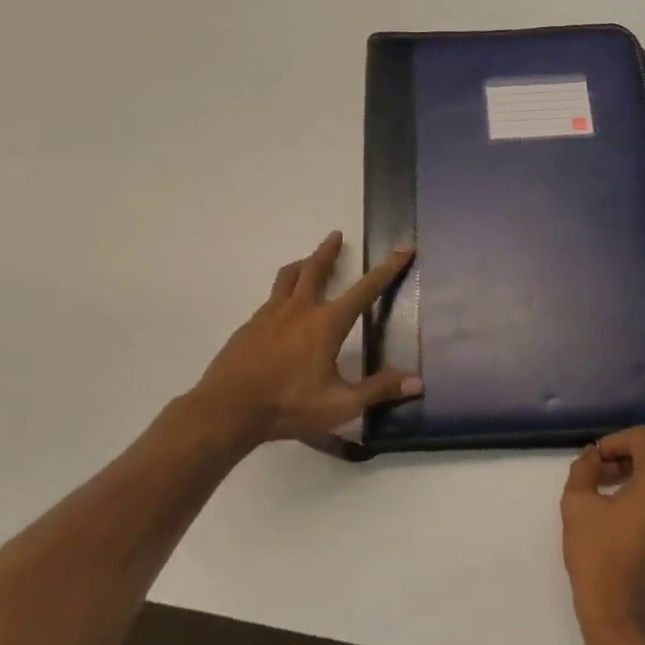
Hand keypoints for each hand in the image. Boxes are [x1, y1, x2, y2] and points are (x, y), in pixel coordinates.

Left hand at [189, 231, 419, 445]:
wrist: (226, 409)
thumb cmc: (288, 406)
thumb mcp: (340, 404)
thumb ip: (378, 390)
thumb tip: (417, 381)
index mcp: (326, 323)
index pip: (365, 289)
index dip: (388, 269)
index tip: (402, 249)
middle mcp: (299, 309)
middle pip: (315, 269)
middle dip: (329, 251)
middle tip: (336, 235)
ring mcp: (269, 315)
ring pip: (287, 278)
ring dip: (302, 264)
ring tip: (307, 260)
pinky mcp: (249, 326)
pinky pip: (270, 298)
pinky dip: (282, 292)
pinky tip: (282, 308)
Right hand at [561, 427, 644, 644]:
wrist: (622, 621)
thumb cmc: (597, 559)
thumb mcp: (576, 505)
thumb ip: (585, 468)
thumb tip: (595, 455)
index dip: (617, 440)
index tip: (597, 460)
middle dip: (633, 455)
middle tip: (606, 474)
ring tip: (617, 500)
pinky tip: (634, 527)